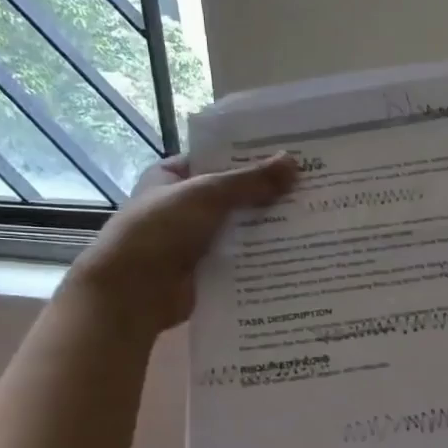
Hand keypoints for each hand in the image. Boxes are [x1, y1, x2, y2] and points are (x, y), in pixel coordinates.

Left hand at [65, 153, 298, 334]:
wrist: (132, 294)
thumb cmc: (159, 231)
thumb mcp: (207, 195)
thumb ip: (251, 180)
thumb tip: (294, 162)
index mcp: (171, 177)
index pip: (217, 157)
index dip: (251, 155)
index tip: (291, 154)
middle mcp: (185, 205)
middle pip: (234, 193)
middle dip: (269, 192)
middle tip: (313, 185)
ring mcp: (197, 238)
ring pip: (242, 226)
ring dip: (271, 224)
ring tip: (315, 216)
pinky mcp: (209, 268)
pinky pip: (243, 255)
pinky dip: (265, 253)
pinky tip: (299, 248)